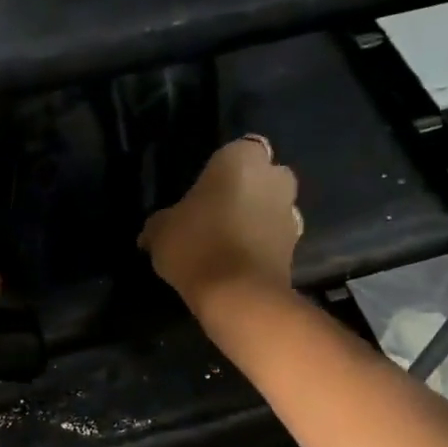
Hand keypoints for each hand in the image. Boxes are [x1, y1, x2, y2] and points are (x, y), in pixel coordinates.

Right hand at [138, 137, 301, 320]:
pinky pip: (274, 237)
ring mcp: (291, 212)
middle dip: (245, 191)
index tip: (203, 192)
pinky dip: (261, 245)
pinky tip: (237, 262)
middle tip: (215, 214)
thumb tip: (151, 233)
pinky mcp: (297, 246)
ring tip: (226, 242)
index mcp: (242, 158)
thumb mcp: (160, 231)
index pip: (236, 151)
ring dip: (256, 218)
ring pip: (270, 207)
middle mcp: (275, 177)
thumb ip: (159, 223)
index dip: (221, 171)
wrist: (238, 295)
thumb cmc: (197, 245)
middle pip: (260, 177)